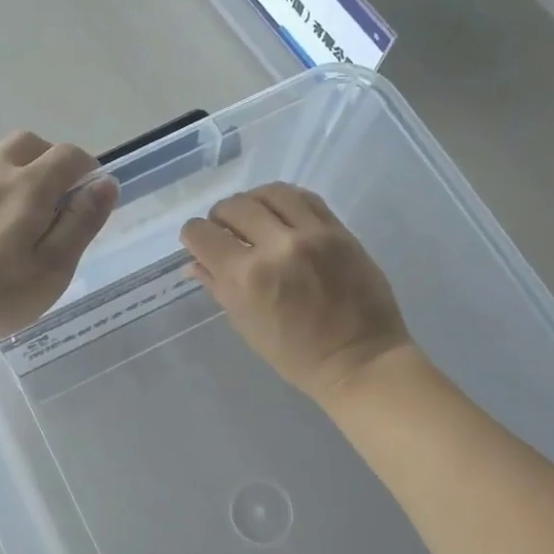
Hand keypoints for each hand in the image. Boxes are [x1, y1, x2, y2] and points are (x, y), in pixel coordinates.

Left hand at [0, 131, 118, 342]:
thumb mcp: (50, 270)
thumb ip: (80, 223)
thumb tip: (106, 183)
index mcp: (27, 187)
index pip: (68, 155)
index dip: (86, 167)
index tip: (88, 193)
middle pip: (27, 144)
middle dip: (47, 161)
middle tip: (51, 200)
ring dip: (8, 181)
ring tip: (3, 229)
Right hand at [180, 184, 417, 400]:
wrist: (360, 360)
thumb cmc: (294, 354)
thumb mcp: (245, 323)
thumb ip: (217, 285)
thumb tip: (194, 262)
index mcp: (246, 277)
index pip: (202, 233)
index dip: (193, 236)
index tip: (200, 244)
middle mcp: (276, 246)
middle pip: (232, 207)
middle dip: (219, 218)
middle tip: (226, 232)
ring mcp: (311, 234)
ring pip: (269, 193)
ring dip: (252, 202)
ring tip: (253, 217)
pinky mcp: (338, 230)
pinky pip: (304, 197)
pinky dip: (284, 200)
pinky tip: (280, 214)